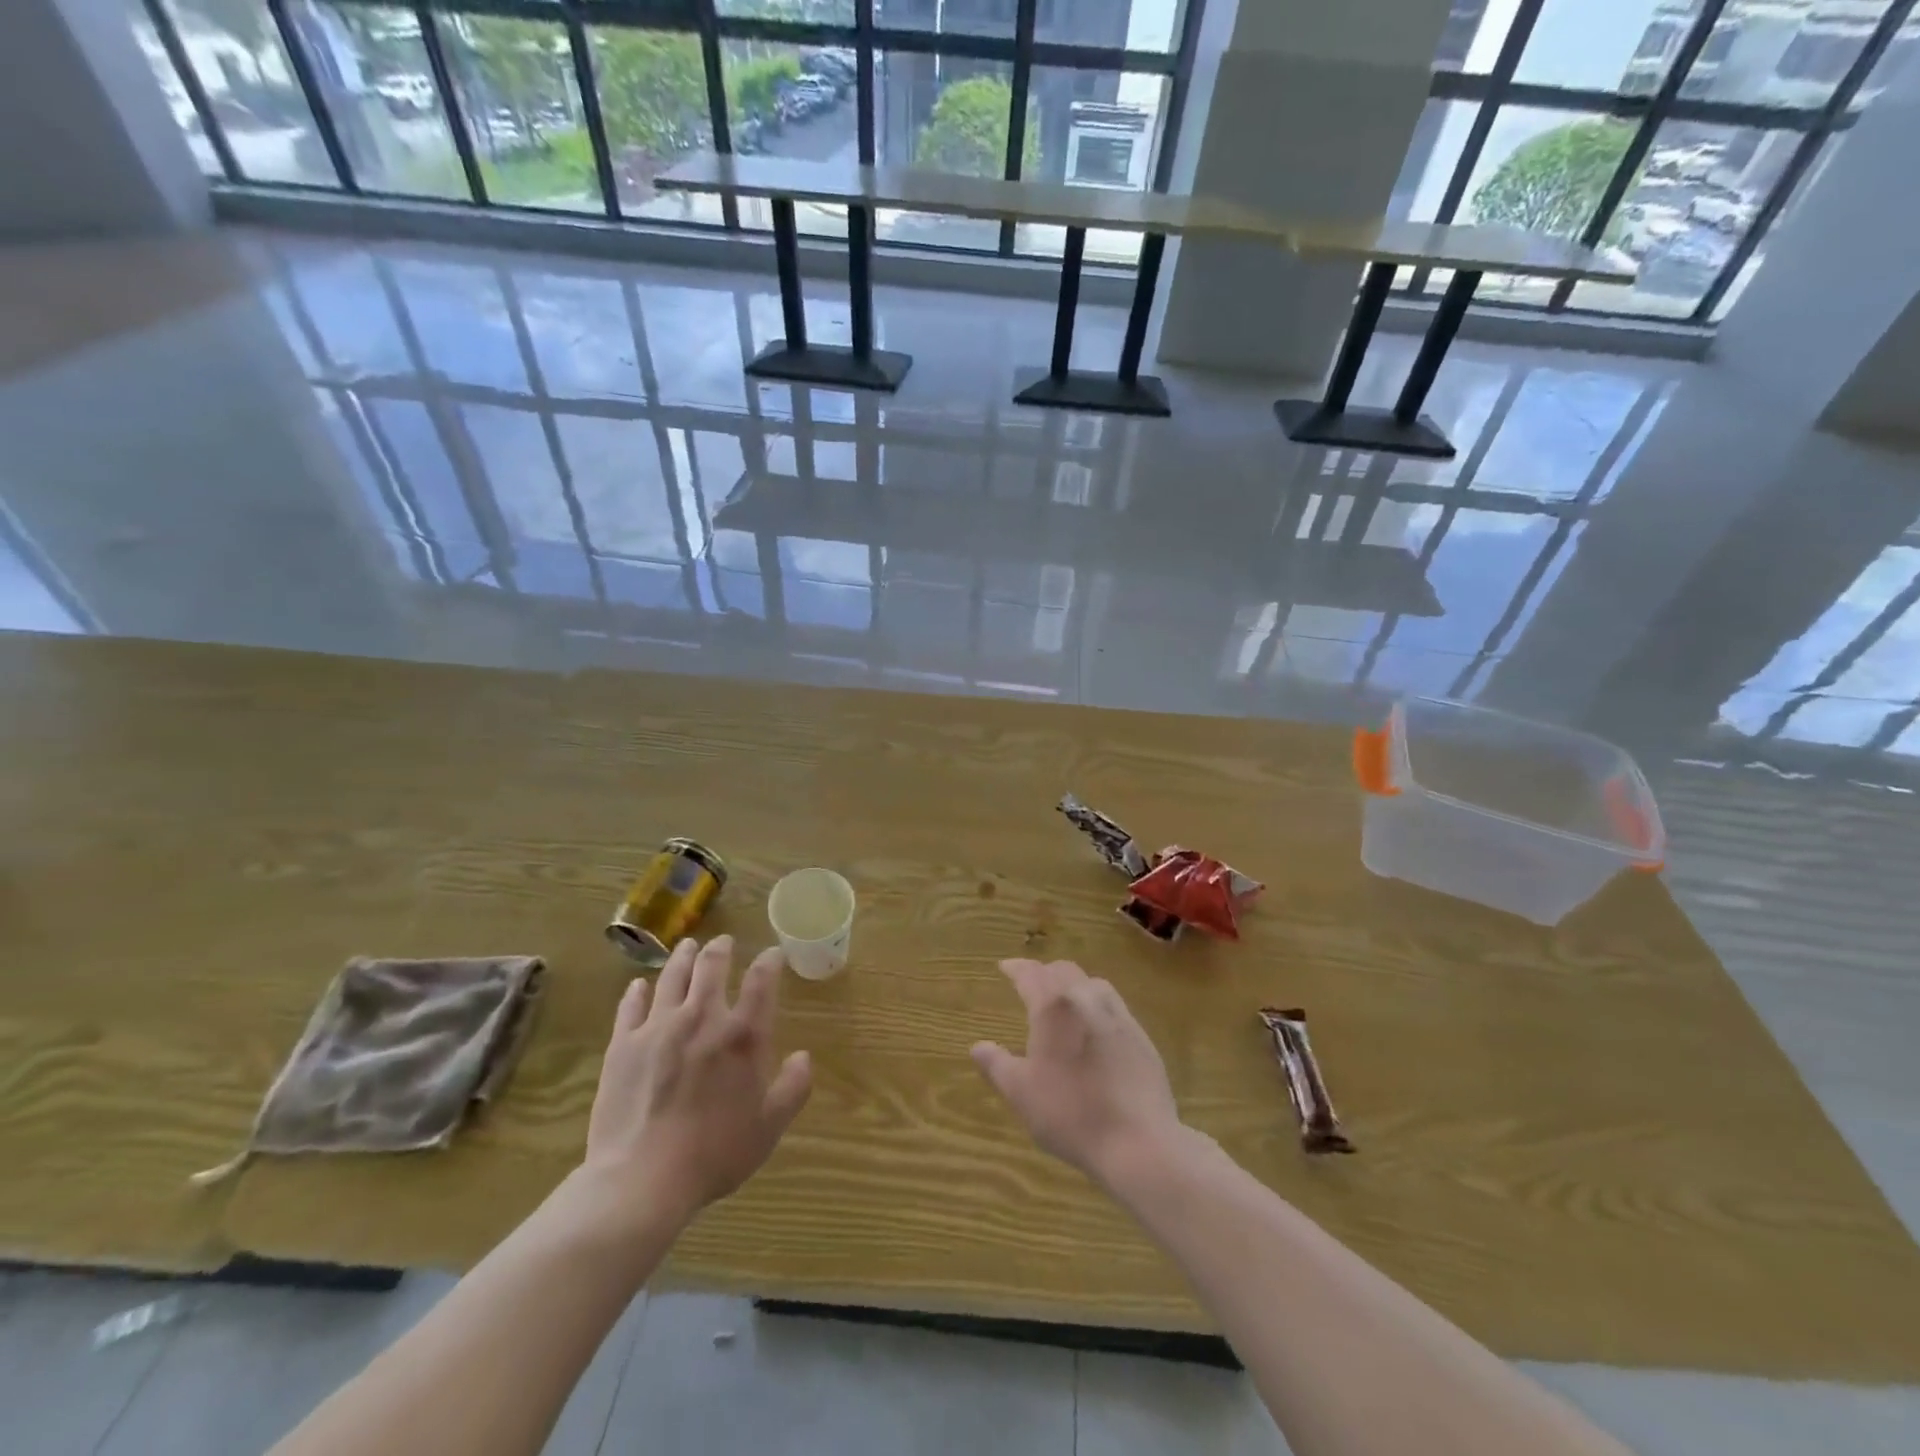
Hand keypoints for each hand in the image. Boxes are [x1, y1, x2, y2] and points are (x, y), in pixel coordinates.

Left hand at [583, 936, 811, 1230]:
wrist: (642, 1180)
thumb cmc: (714, 1154)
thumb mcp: (768, 1127)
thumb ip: (792, 1088)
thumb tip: (804, 1057)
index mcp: (743, 1035)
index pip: (761, 980)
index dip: (769, 961)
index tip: (772, 954)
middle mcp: (702, 1018)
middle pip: (711, 966)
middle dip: (720, 948)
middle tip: (723, 942)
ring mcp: (658, 1027)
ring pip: (672, 976)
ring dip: (683, 957)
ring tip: (688, 947)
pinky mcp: (623, 1045)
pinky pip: (630, 1006)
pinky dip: (638, 991)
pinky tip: (639, 985)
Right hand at [970, 959, 1184, 1188]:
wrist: (1138, 1140)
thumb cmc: (1071, 1114)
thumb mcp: (1021, 1093)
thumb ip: (997, 1065)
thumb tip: (977, 1046)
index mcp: (1053, 1007)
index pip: (1031, 974)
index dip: (1016, 968)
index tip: (1005, 967)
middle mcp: (1086, 999)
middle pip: (1063, 970)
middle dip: (1044, 972)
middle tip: (1031, 983)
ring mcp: (1119, 1016)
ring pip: (1093, 983)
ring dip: (1073, 984)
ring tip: (1064, 1000)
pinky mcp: (1141, 1036)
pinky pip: (1114, 1006)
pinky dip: (1096, 1004)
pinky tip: (1095, 1027)